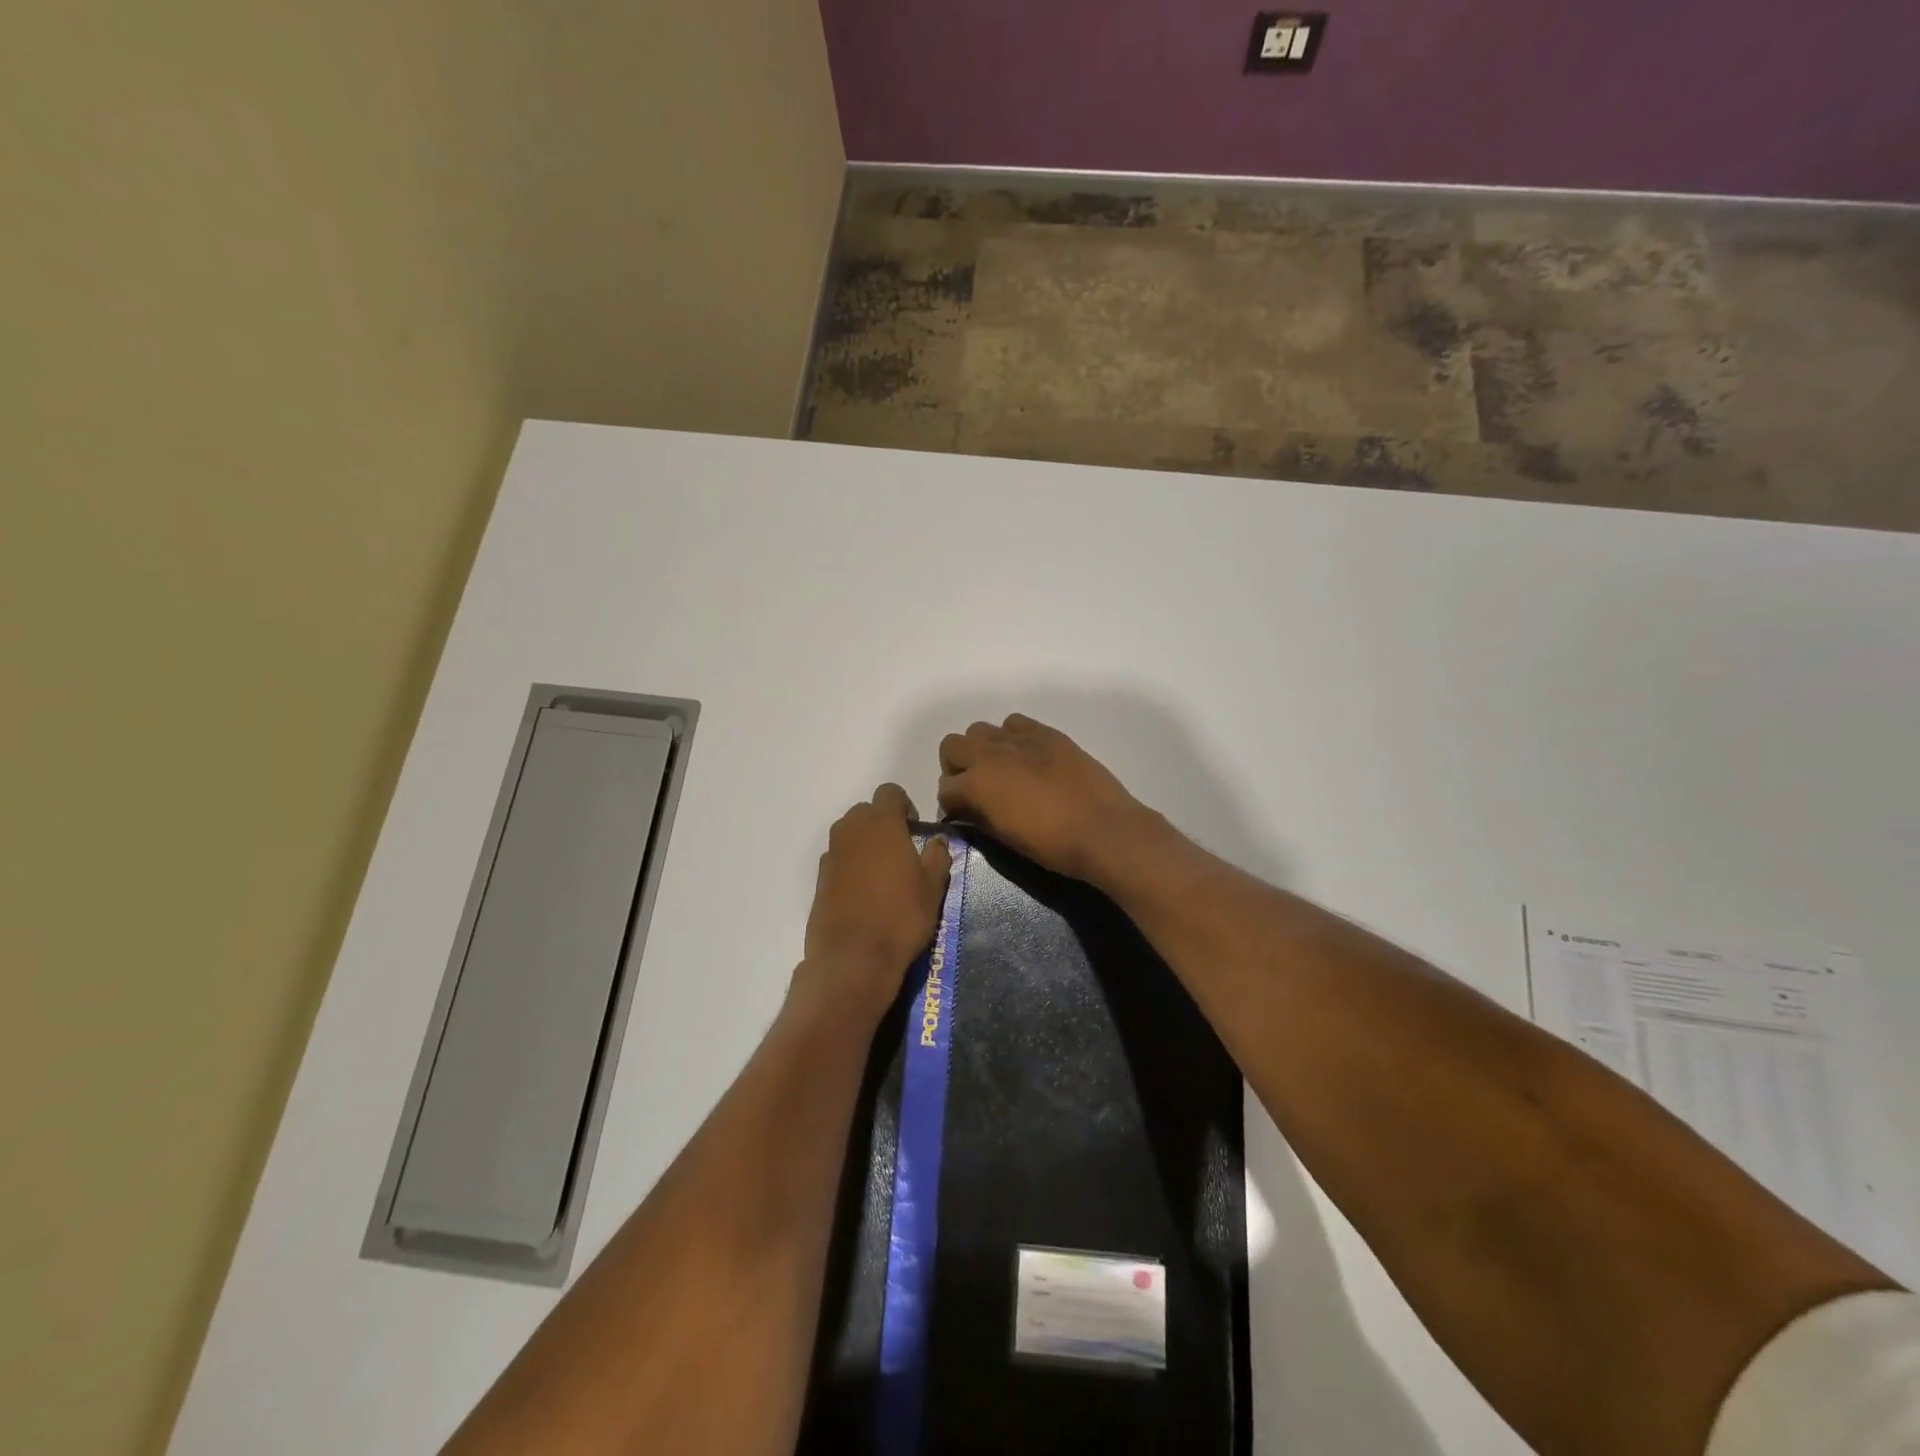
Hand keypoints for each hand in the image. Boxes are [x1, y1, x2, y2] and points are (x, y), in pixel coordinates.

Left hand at [794, 784, 951, 1023]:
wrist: (853, 958)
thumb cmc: (901, 916)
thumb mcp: (932, 887)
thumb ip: (937, 856)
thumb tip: (938, 840)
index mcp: (881, 823)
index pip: (889, 792)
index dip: (904, 805)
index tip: (914, 828)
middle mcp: (851, 830)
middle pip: (866, 811)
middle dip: (883, 823)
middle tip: (901, 850)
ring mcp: (831, 854)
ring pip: (849, 834)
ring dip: (865, 843)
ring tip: (883, 873)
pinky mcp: (819, 879)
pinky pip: (838, 858)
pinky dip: (851, 865)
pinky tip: (864, 893)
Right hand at [935, 715, 1156, 885]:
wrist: (1103, 830)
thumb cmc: (1051, 844)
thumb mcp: (1004, 838)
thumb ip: (978, 818)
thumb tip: (966, 811)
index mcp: (976, 784)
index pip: (945, 789)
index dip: (951, 804)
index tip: (962, 815)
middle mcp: (990, 754)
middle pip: (952, 746)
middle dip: (957, 767)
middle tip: (975, 788)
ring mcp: (1019, 739)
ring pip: (980, 730)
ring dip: (982, 749)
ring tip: (1001, 770)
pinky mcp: (1046, 733)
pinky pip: (1014, 723)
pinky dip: (1011, 737)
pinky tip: (1026, 757)